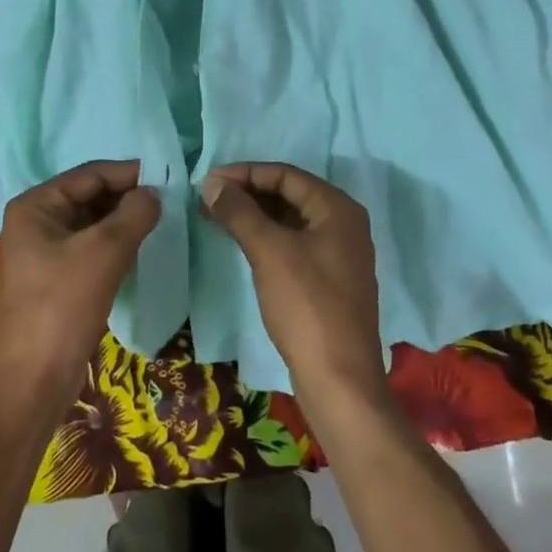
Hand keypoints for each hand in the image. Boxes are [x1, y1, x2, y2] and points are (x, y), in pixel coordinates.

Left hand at [0, 160, 159, 409]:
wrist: (34, 382)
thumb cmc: (63, 306)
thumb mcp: (105, 252)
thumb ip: (134, 214)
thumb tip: (154, 193)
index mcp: (35, 205)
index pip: (90, 174)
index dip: (129, 173)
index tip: (169, 176)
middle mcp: (35, 221)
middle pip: (90, 196)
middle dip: (127, 198)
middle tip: (170, 201)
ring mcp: (43, 251)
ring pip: (92, 223)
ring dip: (124, 222)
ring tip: (161, 222)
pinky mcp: (55, 278)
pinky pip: (90, 248)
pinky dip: (115, 245)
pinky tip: (140, 249)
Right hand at [199, 163, 387, 404]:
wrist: (339, 379)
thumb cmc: (306, 305)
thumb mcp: (269, 251)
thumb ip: (239, 212)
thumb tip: (212, 182)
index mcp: (337, 208)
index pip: (285, 174)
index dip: (245, 173)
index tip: (208, 181)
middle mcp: (344, 224)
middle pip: (290, 194)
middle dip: (248, 193)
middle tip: (207, 199)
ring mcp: (339, 253)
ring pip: (291, 220)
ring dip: (254, 215)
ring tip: (216, 217)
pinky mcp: (329, 280)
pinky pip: (294, 243)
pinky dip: (267, 237)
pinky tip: (241, 242)